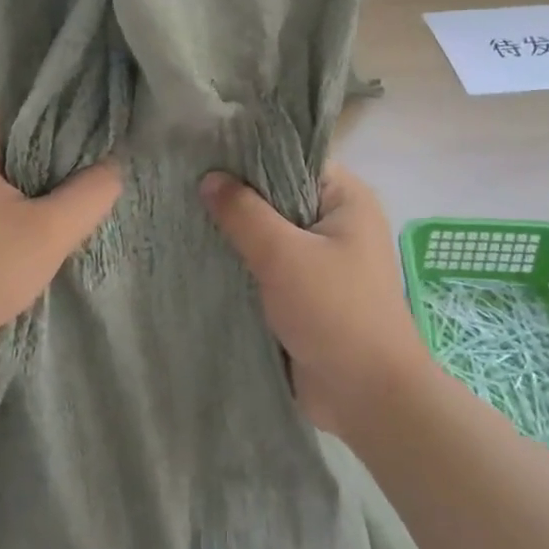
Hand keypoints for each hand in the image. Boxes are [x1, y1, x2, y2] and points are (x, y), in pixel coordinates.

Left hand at [0, 103, 121, 368]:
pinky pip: (6, 183)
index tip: (113, 128)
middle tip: (109, 160)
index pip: (34, 99)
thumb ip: (93, 190)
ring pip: (18, 159)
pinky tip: (60, 210)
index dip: (76, 110)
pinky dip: (33, 192)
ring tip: (92, 185)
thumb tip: (117, 164)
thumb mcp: (52, 230)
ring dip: (52, 174)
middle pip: (27, 129)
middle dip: (67, 145)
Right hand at [200, 163, 431, 438]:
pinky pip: (268, 267)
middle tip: (182, 184)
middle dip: (235, 196)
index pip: (292, 159)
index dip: (249, 155)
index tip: (202, 152)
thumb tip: (209, 178)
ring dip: (235, 235)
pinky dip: (241, 264)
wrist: (367, 396)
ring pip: (270, 235)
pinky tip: (200, 256)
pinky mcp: (306, 293)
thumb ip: (244, 213)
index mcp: (346, 198)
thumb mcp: (284, 255)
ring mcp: (321, 260)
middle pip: (278, 197)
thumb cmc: (335, 312)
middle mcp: (336, 222)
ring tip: (181, 215)